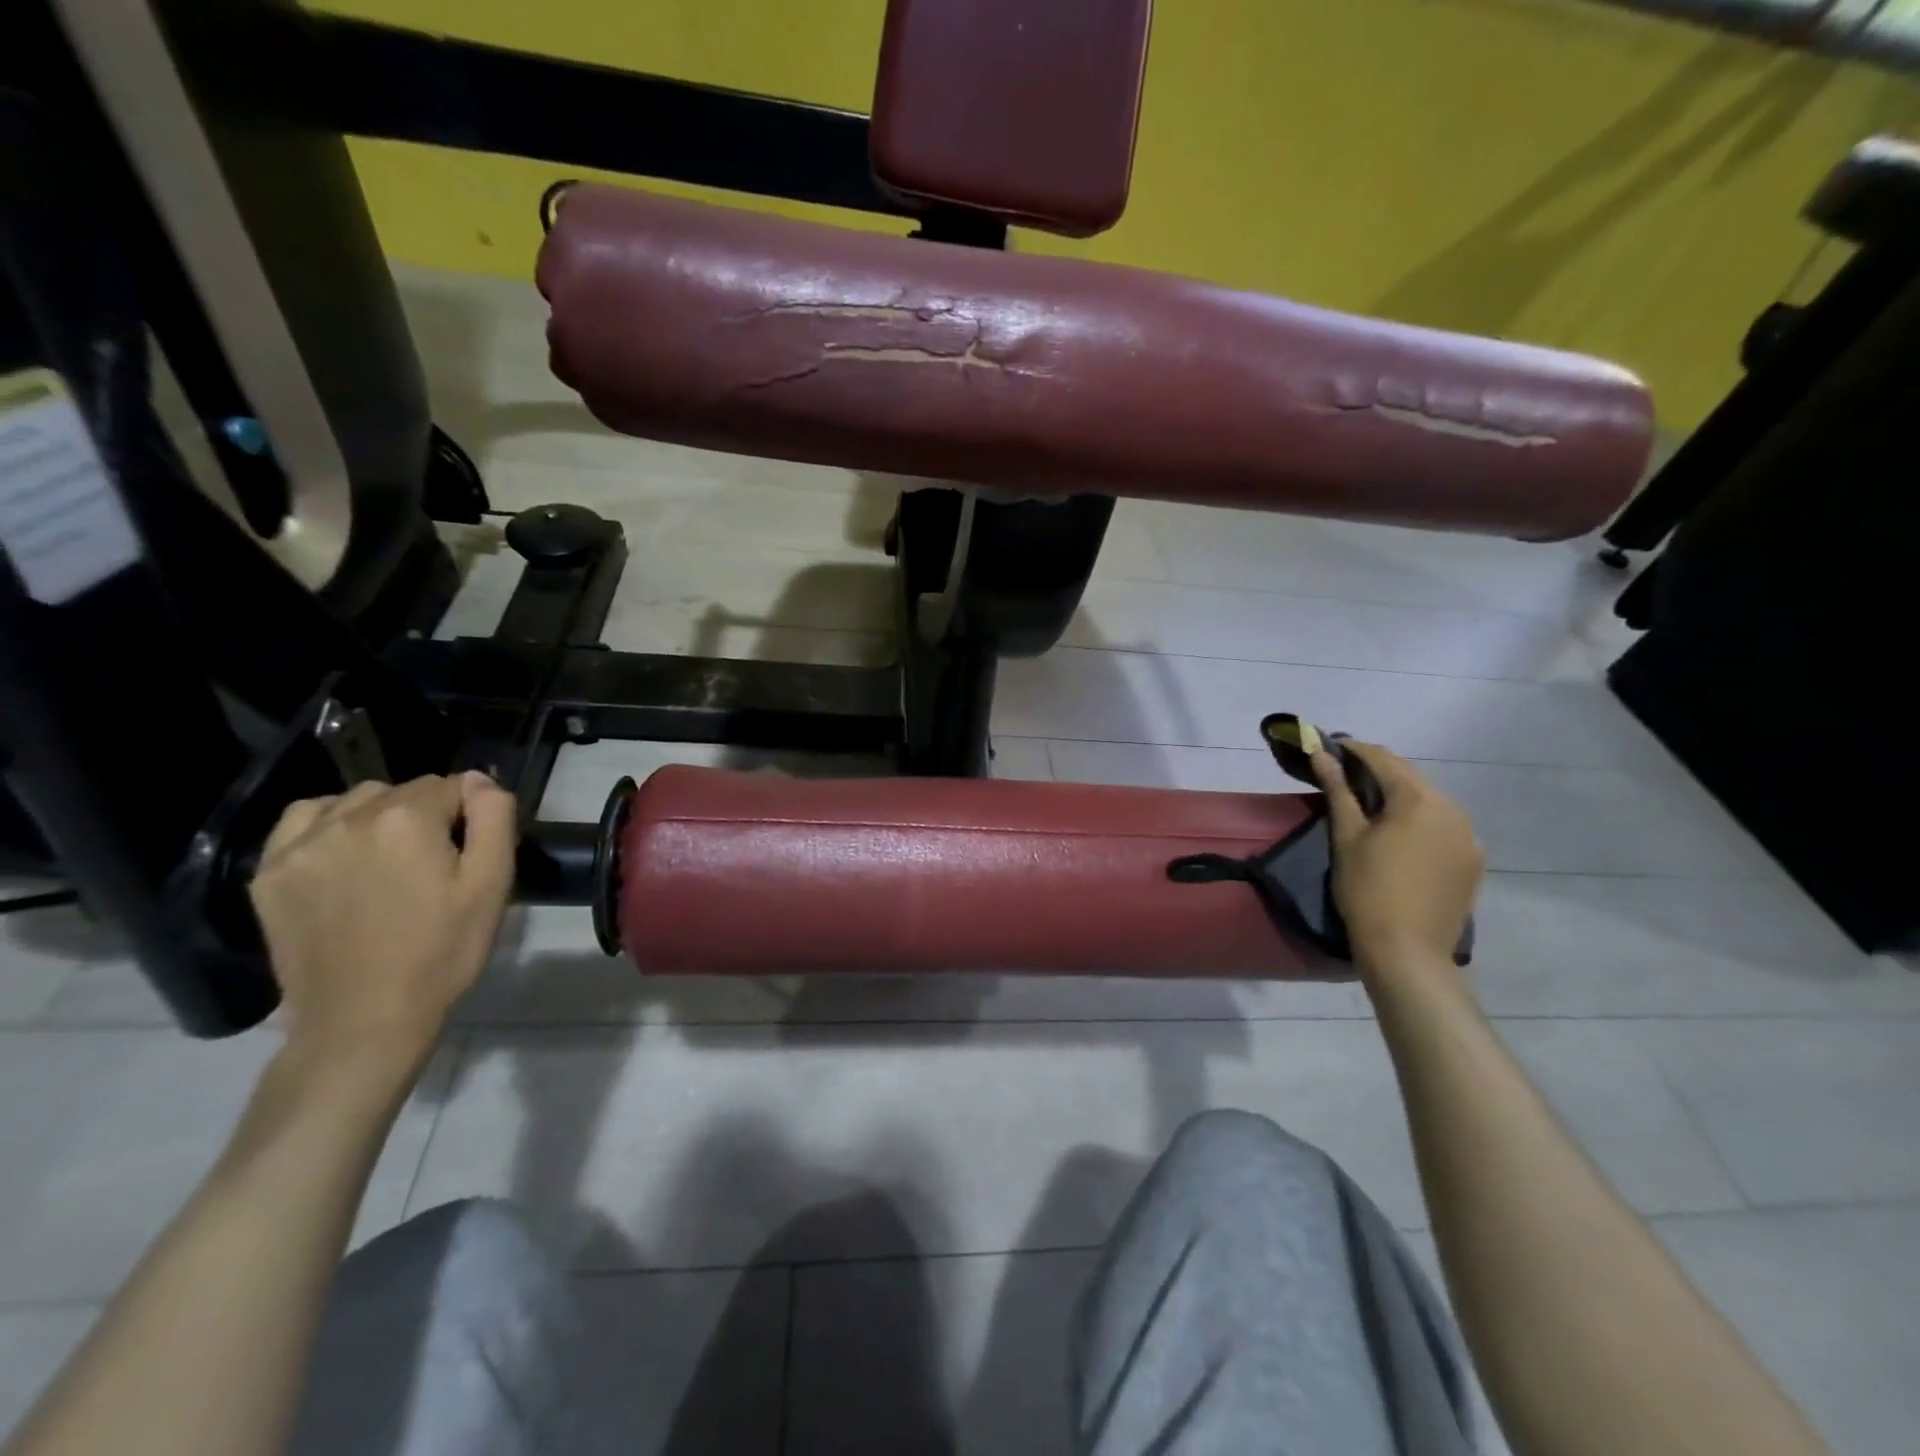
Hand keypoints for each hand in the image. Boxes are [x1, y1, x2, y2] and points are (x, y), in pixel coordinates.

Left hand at [249, 773, 517, 1063]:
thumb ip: (494, 817)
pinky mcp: (268, 874)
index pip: (452, 785)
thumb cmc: (442, 950)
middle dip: (425, 813)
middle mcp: (347, 818)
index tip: (472, 849)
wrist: (364, 1019)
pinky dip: (327, 825)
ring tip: (389, 858)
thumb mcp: (492, 883)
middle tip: (435, 861)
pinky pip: (301, 822)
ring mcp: (299, 846)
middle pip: (401, 790)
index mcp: (406, 818)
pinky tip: (343, 856)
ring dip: (377, 816)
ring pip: (352, 800)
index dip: (471, 813)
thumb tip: (480, 779)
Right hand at [1312, 741, 1483, 978]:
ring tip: (1370, 803)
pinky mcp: (1473, 861)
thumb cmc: (1367, 889)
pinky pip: (1444, 825)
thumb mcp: (1346, 836)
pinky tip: (1400, 834)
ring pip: (1430, 800)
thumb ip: (1337, 790)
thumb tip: (1322, 754)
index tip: (1330, 748)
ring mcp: (1469, 836)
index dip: (1354, 750)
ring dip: (1401, 794)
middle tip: (1345, 773)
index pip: (1383, 759)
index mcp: (1419, 799)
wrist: (1408, 951)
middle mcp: (1453, 808)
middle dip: (1378, 770)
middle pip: (1411, 777)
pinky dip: (1420, 819)